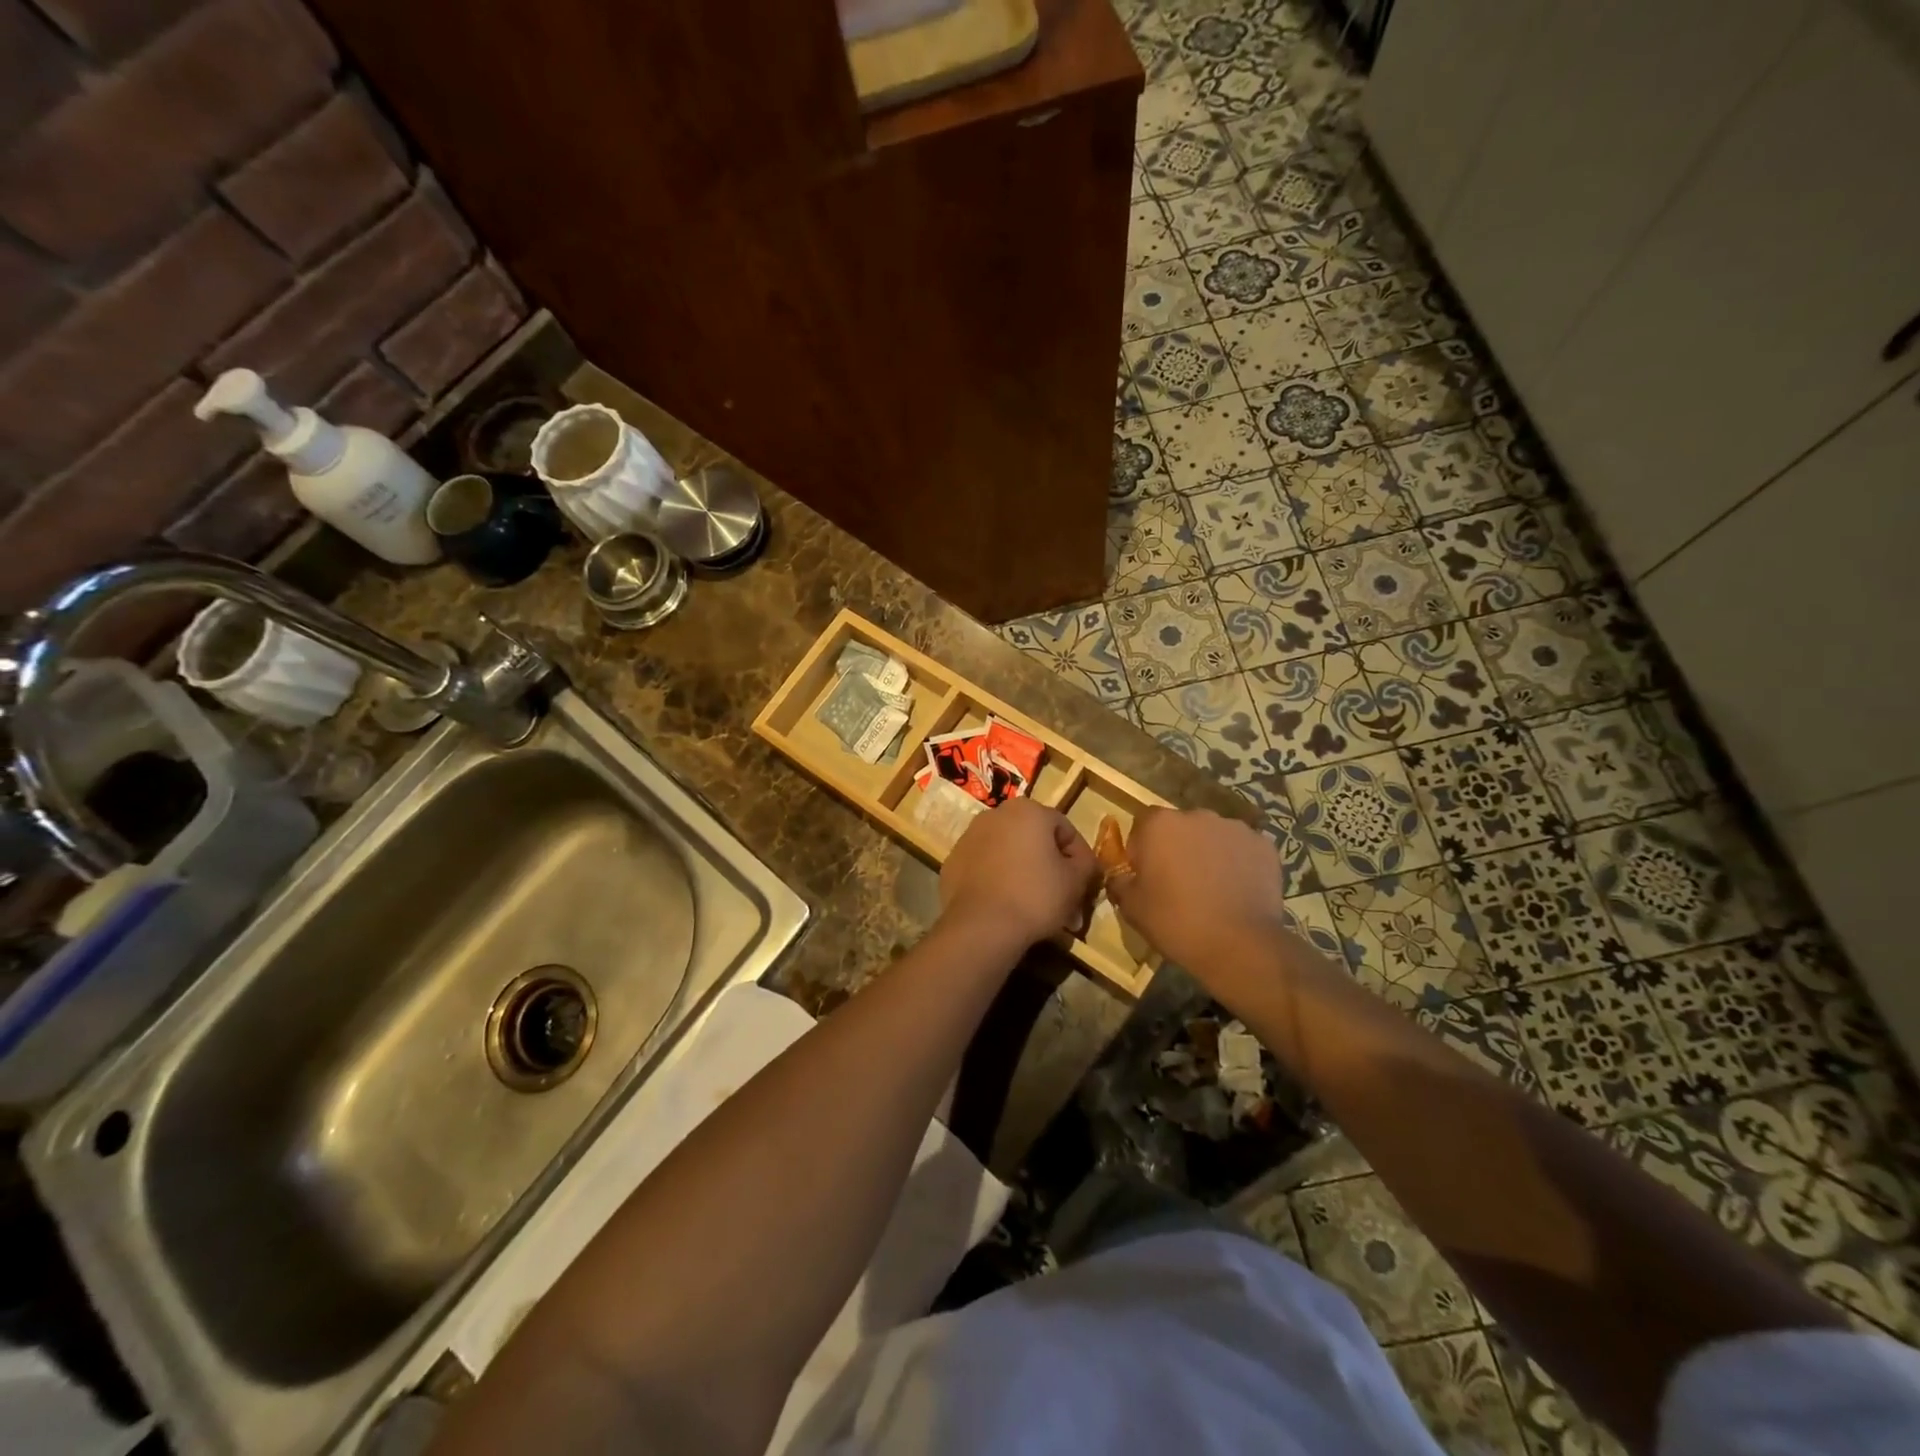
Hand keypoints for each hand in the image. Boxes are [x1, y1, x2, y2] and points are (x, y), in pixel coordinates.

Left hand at [940, 799, 1098, 946]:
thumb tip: (1083, 862)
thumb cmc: (1035, 896)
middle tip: (1062, 898)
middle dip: (1051, 867)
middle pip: (1034, 840)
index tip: (1084, 883)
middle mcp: (995, 814)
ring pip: (1008, 852)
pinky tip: (1006, 905)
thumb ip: (1086, 864)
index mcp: (1027, 810)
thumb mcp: (1076, 881)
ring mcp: (969, 837)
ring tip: (1035, 906)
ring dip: (1024, 872)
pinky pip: (985, 867)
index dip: (1079, 857)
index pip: (1065, 829)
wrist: (981, 927)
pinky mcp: (952, 861)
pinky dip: (998, 880)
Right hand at [1105, 808, 1288, 975]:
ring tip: (1211, 889)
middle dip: (1177, 847)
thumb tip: (1121, 872)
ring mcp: (1235, 828)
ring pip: (1212, 836)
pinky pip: (1241, 849)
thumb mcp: (1131, 906)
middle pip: (1180, 827)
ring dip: (1207, 853)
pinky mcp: (1264, 845)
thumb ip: (1120, 879)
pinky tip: (1237, 891)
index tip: (1146, 875)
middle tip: (1178, 883)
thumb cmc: (1176, 922)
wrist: (1239, 945)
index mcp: (1160, 824)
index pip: (1142, 824)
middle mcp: (1197, 815)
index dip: (1141, 848)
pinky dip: (1237, 863)